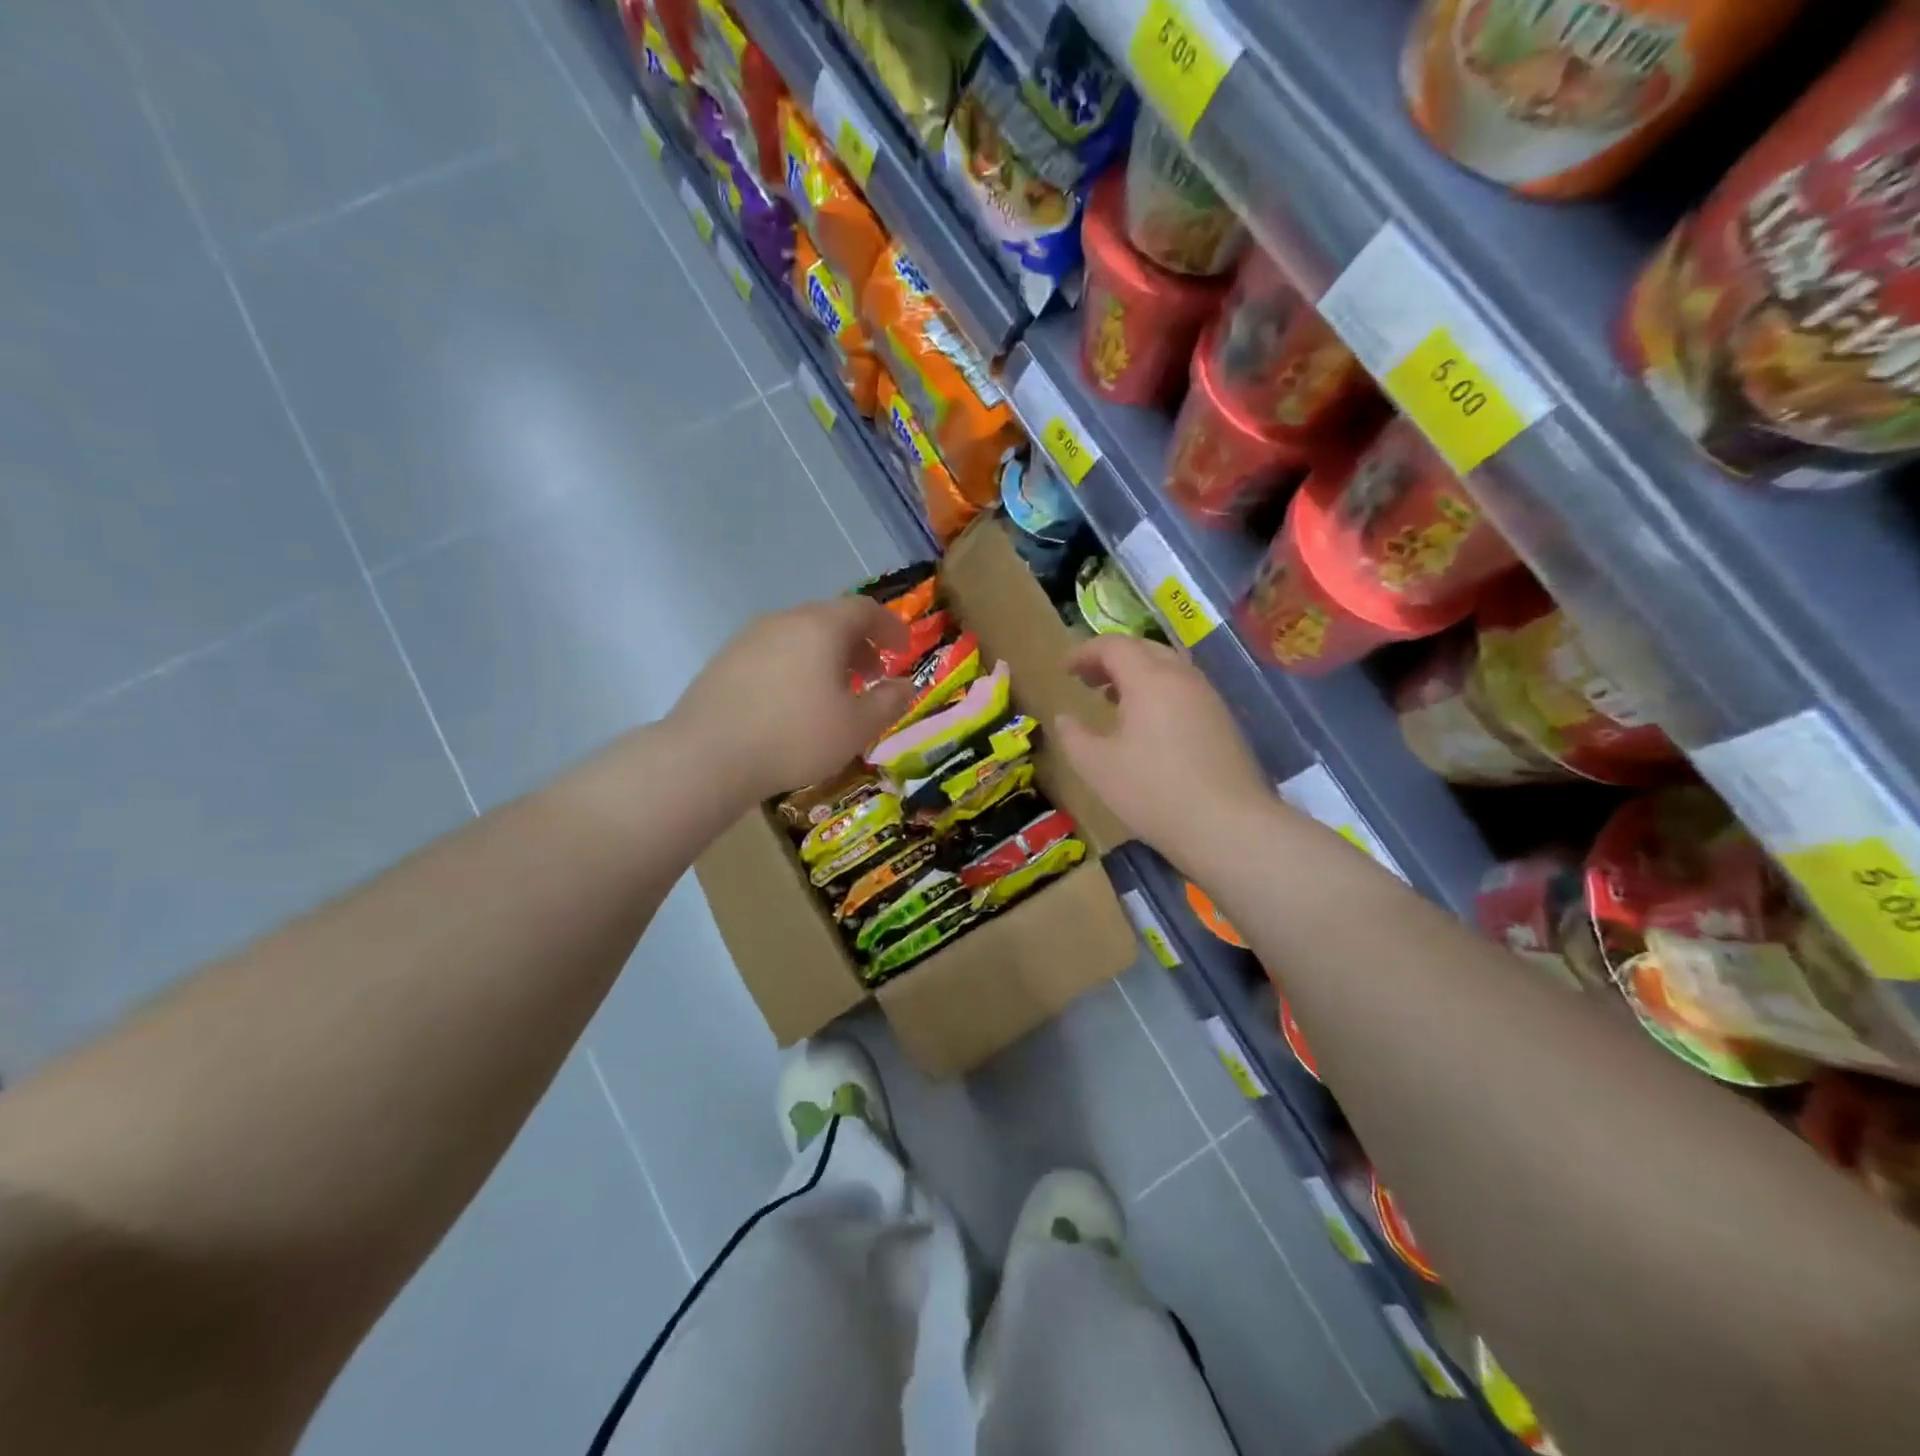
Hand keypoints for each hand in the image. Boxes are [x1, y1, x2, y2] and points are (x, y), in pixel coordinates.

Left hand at [668, 596, 913, 804]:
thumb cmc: (795, 737)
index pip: (864, 609)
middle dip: (858, 644)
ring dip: (826, 657)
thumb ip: (889, 702)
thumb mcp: (857, 727)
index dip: (890, 627)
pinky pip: (774, 653)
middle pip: (830, 619)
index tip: (903, 649)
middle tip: (872, 675)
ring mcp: (749, 638)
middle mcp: (784, 620)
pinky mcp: (724, 661)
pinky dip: (796, 667)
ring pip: (800, 636)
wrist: (707, 756)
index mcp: (821, 626)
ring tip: (834, 692)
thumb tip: (906, 685)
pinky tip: (793, 703)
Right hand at [1053, 636, 1276, 871]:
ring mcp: (1208, 698)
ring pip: (1168, 667)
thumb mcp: (1097, 767)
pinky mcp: (1223, 721)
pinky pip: (1184, 689)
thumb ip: (1073, 737)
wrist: (1228, 826)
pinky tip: (1147, 724)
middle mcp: (1183, 678)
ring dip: (1137, 674)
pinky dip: (1158, 691)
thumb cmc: (1153, 792)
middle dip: (1111, 658)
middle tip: (1086, 679)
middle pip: (1144, 648)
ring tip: (1113, 698)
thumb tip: (1064, 718)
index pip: (1113, 646)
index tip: (1064, 670)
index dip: (1084, 652)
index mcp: (1150, 679)